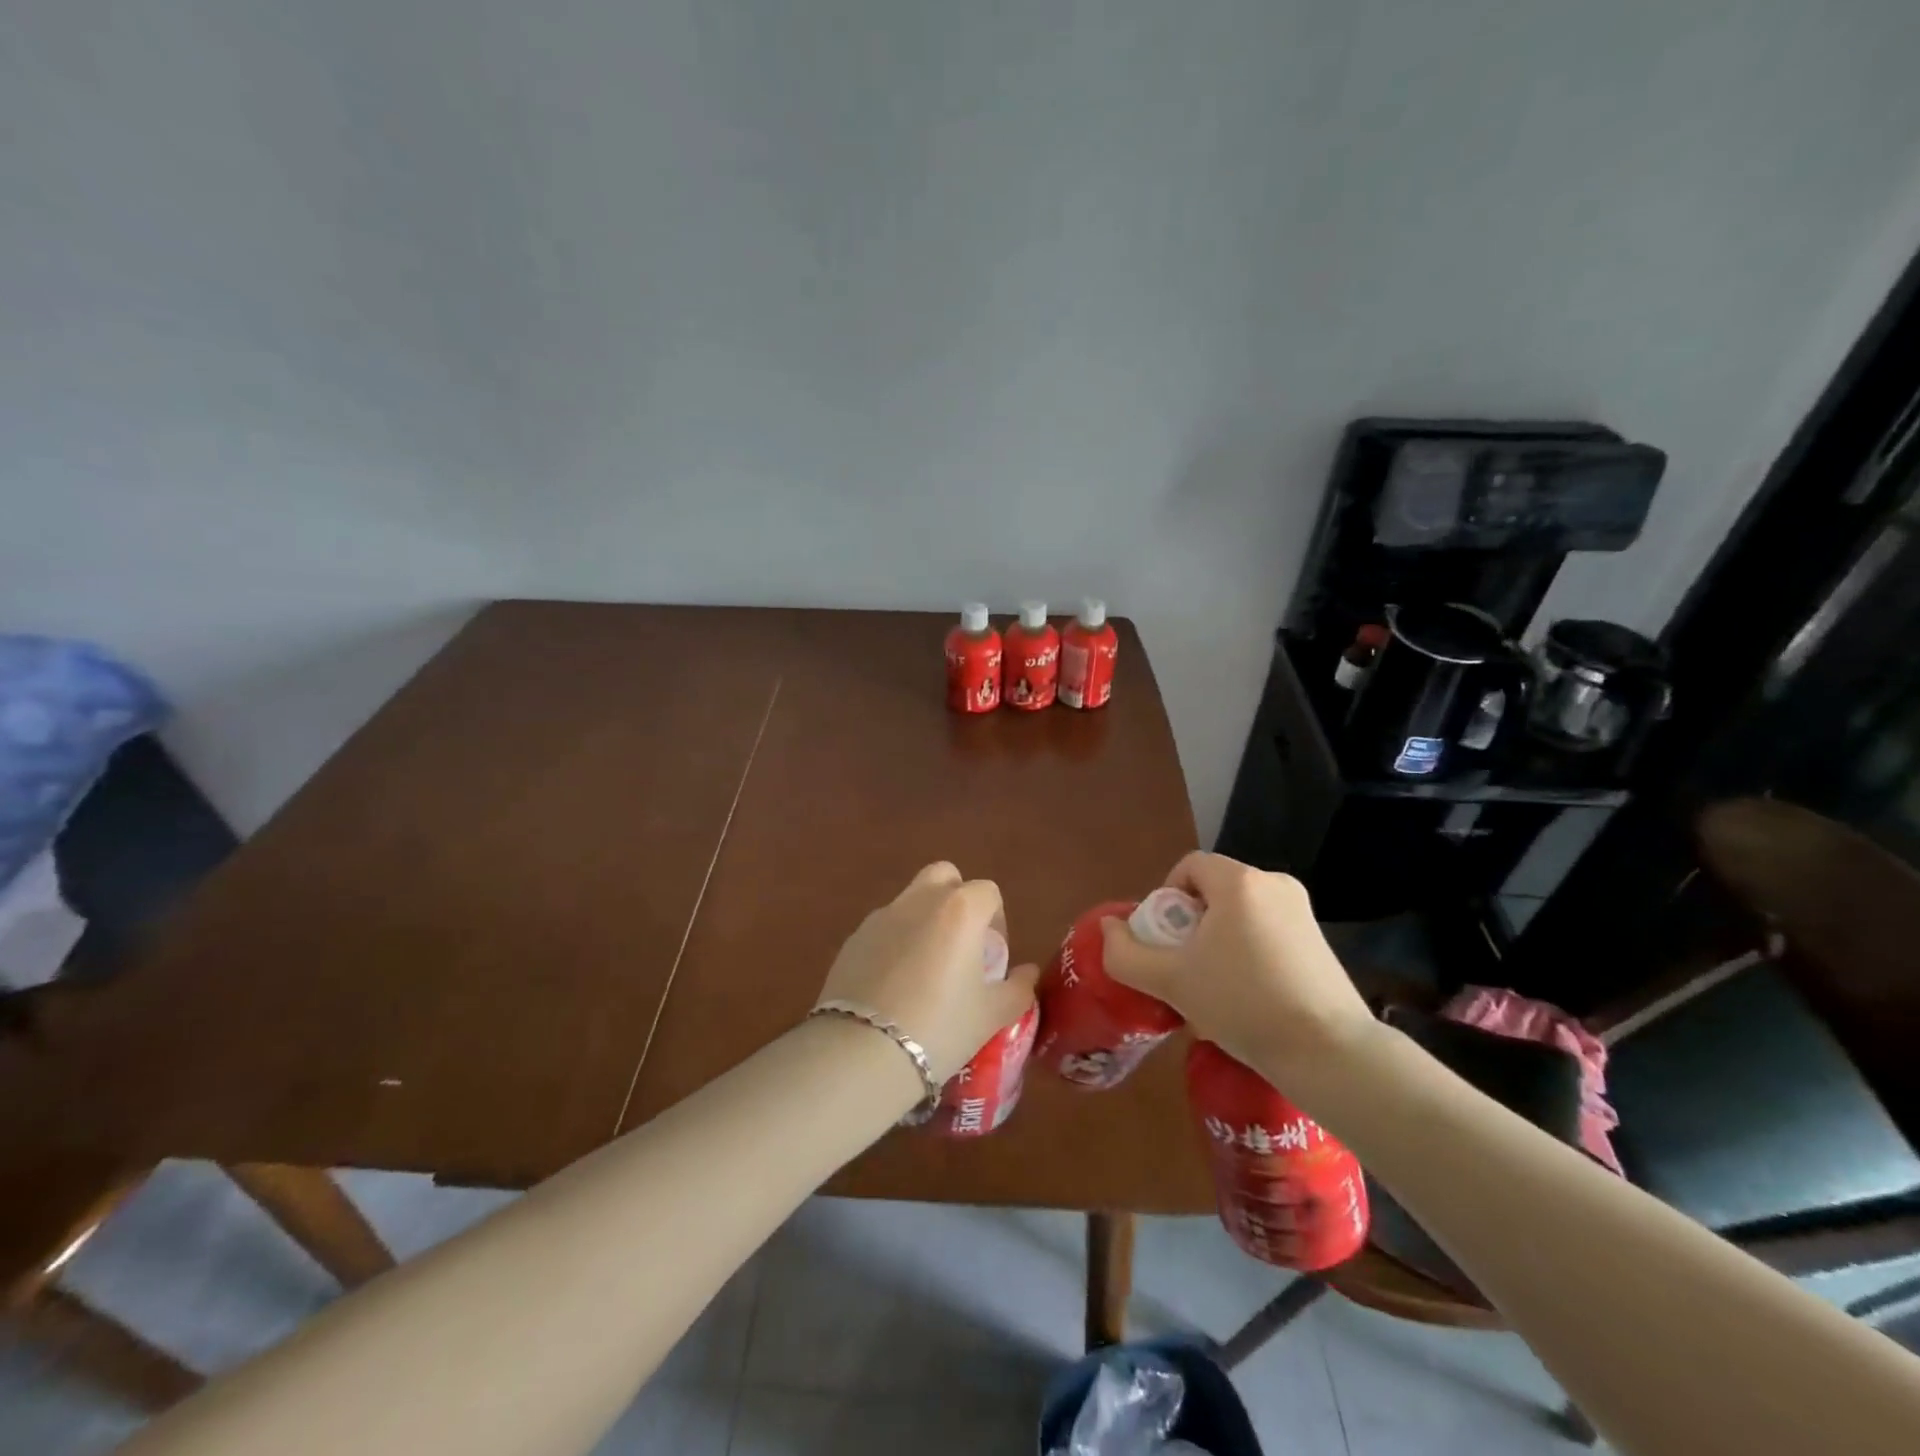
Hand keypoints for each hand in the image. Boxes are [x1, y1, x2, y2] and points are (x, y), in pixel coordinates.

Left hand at [814, 863, 1039, 1082]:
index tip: (991, 956)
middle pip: (944, 876)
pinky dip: (894, 943)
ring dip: (923, 921)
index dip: (996, 919)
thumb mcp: (992, 1015)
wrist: (864, 1051)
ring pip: (910, 900)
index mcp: (960, 909)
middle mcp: (919, 901)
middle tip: (960, 944)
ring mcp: (881, 916)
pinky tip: (893, 986)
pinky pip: (883, 928)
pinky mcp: (853, 939)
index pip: (987, 892)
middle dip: (956, 899)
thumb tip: (1028, 973)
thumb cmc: (941, 1026)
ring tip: (925, 970)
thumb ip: (1018, 989)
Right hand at [1098, 852, 1374, 1077]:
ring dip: (1219, 939)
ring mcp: (1303, 912)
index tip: (1166, 940)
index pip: (1189, 866)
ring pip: (1241, 912)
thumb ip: (1126, 953)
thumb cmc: (1242, 1003)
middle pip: (1214, 889)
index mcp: (1239, 882)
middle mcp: (1274, 884)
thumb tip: (1108, 927)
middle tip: (1185, 966)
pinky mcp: (1320, 941)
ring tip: (1216, 987)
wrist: (1328, 1052)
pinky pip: (1268, 931)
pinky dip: (1249, 951)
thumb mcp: (1171, 981)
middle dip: (1191, 922)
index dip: (1166, 897)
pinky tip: (1249, 996)